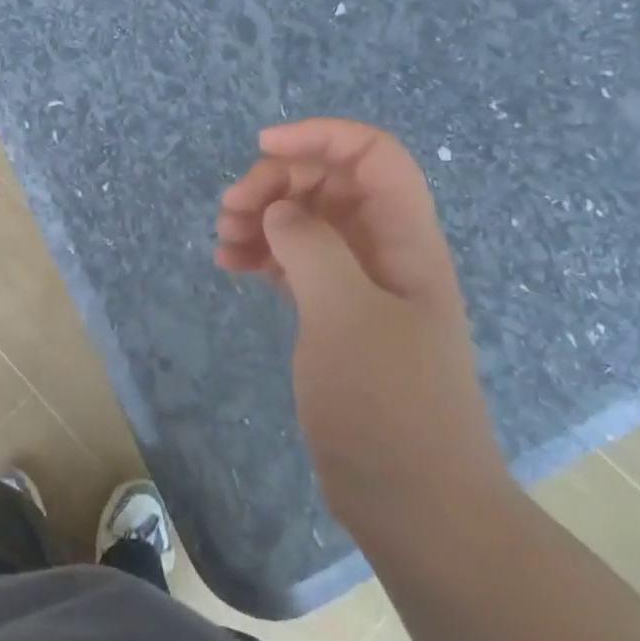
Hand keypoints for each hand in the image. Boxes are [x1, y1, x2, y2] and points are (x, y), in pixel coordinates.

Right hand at [216, 119, 508, 531]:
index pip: (373, 156)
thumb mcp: (347, 316)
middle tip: (231, 210)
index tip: (262, 148)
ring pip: (309, 221)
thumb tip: (280, 211)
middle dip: (279, 182)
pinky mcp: (336, 317)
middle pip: (332, 183)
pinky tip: (232, 264)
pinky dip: (265, 253)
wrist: (416, 504)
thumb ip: (312, 246)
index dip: (322, 136)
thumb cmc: (388, 405)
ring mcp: (360, 286)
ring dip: (265, 216)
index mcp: (406, 240)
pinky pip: (297, 261)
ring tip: (224, 239)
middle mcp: (386, 252)